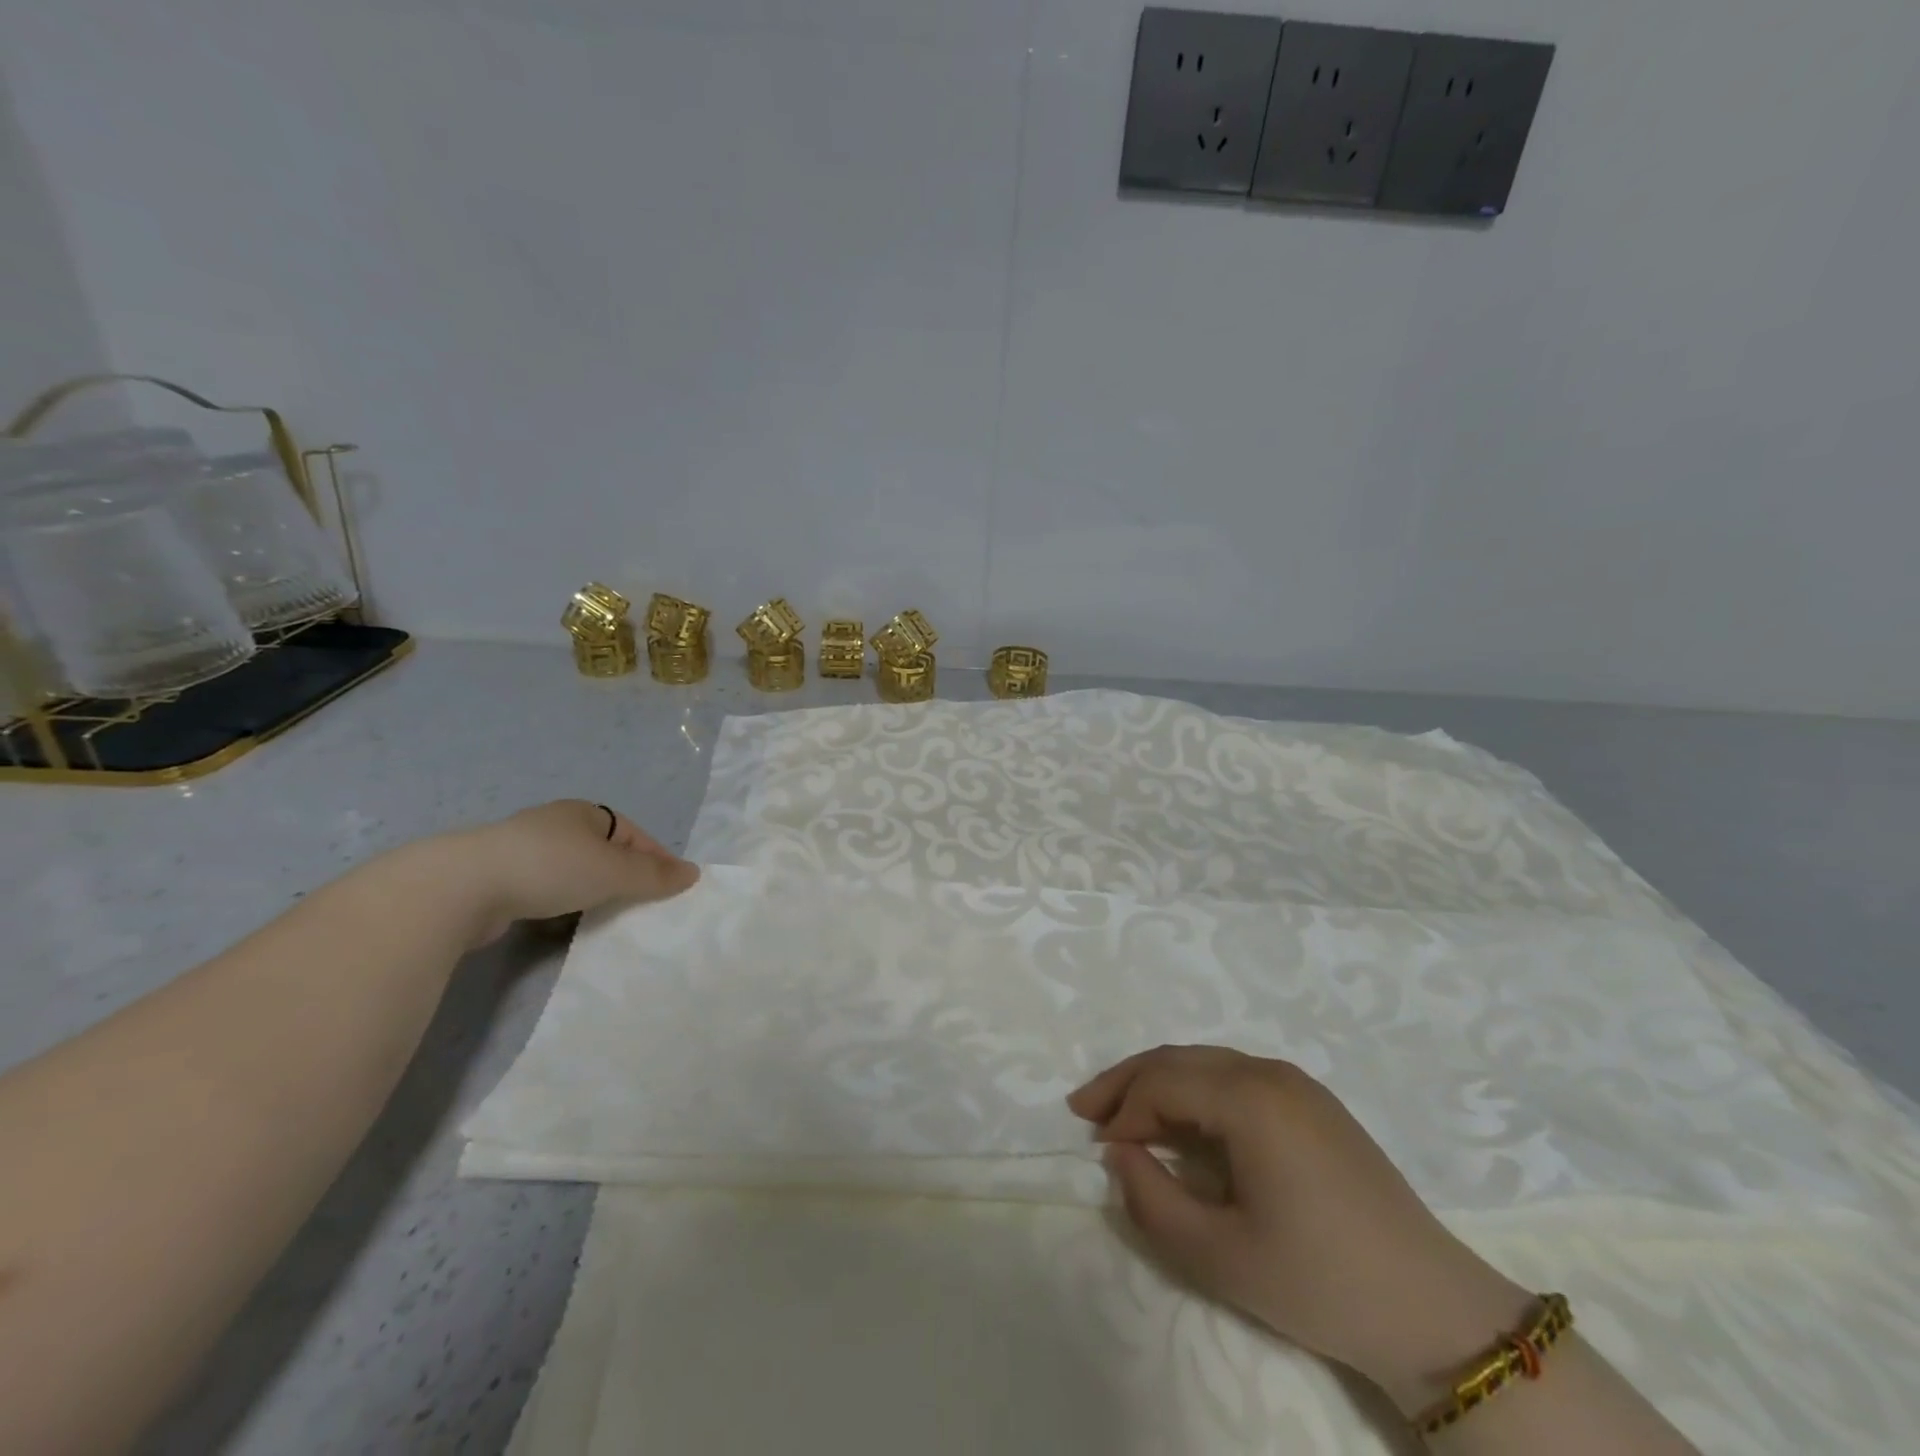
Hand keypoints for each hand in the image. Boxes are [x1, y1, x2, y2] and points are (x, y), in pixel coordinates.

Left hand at [440, 800, 699, 946]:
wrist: (461, 887)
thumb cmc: (550, 867)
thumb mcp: (614, 871)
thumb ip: (654, 875)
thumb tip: (693, 873)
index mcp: (583, 813)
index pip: (632, 832)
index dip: (655, 856)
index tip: (671, 886)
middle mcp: (553, 826)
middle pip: (602, 851)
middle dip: (623, 876)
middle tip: (642, 904)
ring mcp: (521, 853)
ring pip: (572, 873)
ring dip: (590, 893)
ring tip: (606, 918)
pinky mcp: (496, 881)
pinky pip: (544, 892)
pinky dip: (560, 906)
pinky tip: (563, 924)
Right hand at [1069, 1045, 1534, 1413]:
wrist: (1433, 1311)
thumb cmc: (1320, 1282)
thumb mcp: (1220, 1256)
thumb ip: (1151, 1201)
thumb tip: (1120, 1156)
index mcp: (1250, 1098)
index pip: (1162, 1083)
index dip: (1122, 1112)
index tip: (1100, 1152)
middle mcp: (1269, 1071)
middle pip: (1178, 1059)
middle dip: (1127, 1081)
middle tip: (1084, 1110)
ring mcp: (1296, 1082)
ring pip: (1205, 1062)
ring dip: (1158, 1082)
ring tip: (1122, 1114)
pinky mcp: (1312, 1102)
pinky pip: (1235, 1077)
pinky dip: (1195, 1091)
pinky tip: (1181, 1122)